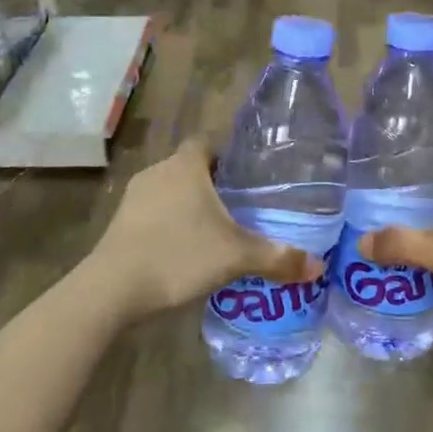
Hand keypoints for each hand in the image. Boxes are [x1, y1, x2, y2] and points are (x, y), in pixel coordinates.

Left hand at [87, 139, 323, 320]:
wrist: (114, 288)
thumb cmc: (179, 256)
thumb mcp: (236, 257)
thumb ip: (277, 258)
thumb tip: (318, 267)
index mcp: (186, 166)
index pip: (207, 143)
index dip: (227, 155)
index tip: (246, 176)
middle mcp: (158, 172)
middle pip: (190, 167)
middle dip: (212, 184)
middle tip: (240, 207)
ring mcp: (134, 197)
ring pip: (170, 191)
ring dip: (189, 205)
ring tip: (214, 230)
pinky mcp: (120, 222)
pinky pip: (153, 213)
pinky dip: (169, 224)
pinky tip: (183, 250)